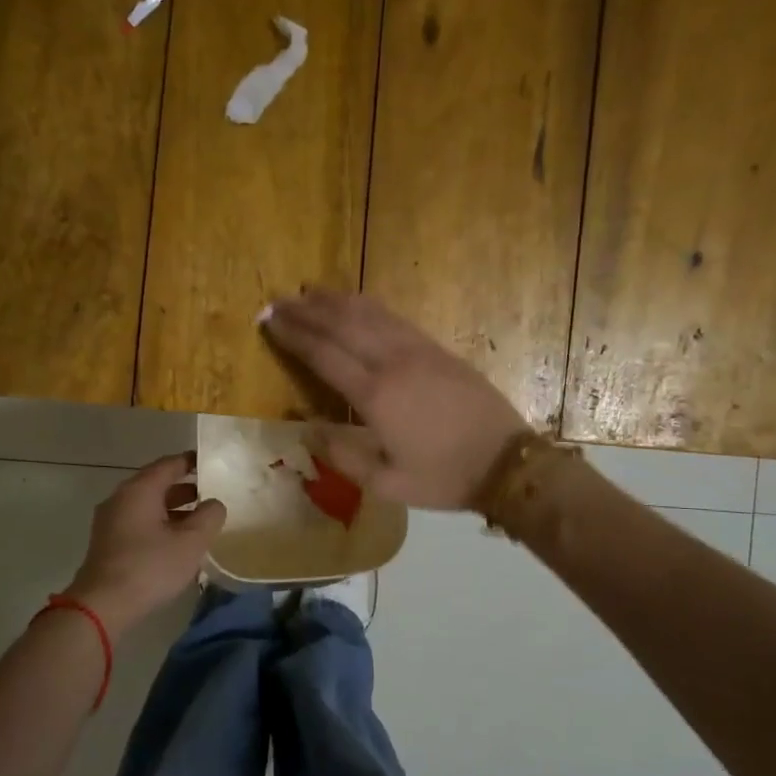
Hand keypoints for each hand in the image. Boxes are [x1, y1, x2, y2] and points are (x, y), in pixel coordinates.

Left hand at [62, 453, 225, 635]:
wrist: (102, 606)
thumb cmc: (150, 567)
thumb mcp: (191, 542)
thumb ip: (209, 517)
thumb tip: (214, 504)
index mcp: (139, 490)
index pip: (169, 464)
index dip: (192, 462)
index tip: (211, 464)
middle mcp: (121, 498)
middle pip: (157, 484)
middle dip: (185, 488)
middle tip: (211, 494)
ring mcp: (111, 521)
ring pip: (148, 505)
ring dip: (173, 509)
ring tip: (199, 521)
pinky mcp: (108, 543)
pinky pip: (139, 523)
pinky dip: (159, 524)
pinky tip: (176, 543)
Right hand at [262, 290, 529, 510]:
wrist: (506, 462)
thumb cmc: (444, 477)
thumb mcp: (387, 484)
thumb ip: (343, 456)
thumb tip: (308, 429)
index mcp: (377, 396)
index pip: (324, 355)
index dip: (294, 336)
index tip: (269, 321)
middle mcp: (393, 363)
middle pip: (342, 325)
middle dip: (306, 311)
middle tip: (278, 301)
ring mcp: (417, 350)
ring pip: (369, 314)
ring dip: (335, 301)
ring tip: (308, 291)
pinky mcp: (436, 349)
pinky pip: (395, 318)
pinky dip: (369, 305)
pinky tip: (356, 301)